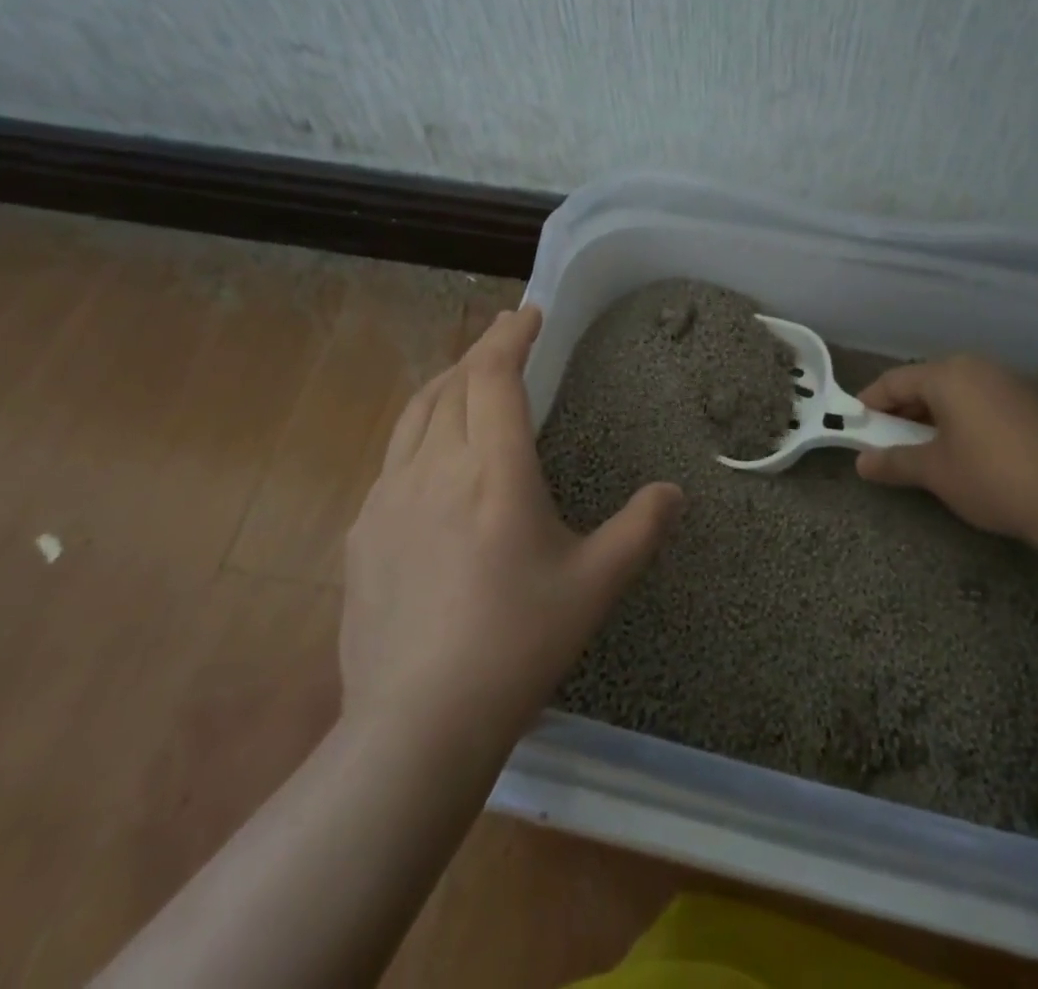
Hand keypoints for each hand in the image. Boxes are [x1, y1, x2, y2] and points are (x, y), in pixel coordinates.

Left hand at [340, 306, 682, 752]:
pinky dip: (418, 431)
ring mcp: (388, 498)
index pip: (495, 376)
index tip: (529, 314)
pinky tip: (430, 456)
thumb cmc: (518, 644)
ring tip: (467, 378)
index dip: (512, 336)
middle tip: (506, 338)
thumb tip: (675, 492)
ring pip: (415, 414)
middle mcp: (436, 468)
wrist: (418, 723)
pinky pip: (392, 458)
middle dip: (482, 351)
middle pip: (453, 384)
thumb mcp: (595, 585)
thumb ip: (641, 529)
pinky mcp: (362, 532)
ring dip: (446, 383)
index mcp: (494, 471)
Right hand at [855, 355, 1037, 576]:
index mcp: (949, 374)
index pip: (895, 381)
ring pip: (957, 391)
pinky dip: (964, 418)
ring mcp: (1011, 382)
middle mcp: (979, 367)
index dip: (870, 403)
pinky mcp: (1035, 402)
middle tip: (887, 439)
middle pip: (927, 382)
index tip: (854, 425)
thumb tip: (862, 463)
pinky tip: (966, 448)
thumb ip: (893, 461)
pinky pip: (984, 401)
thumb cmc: (991, 477)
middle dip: (902, 410)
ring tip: (924, 447)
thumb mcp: (935, 472)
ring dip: (934, 415)